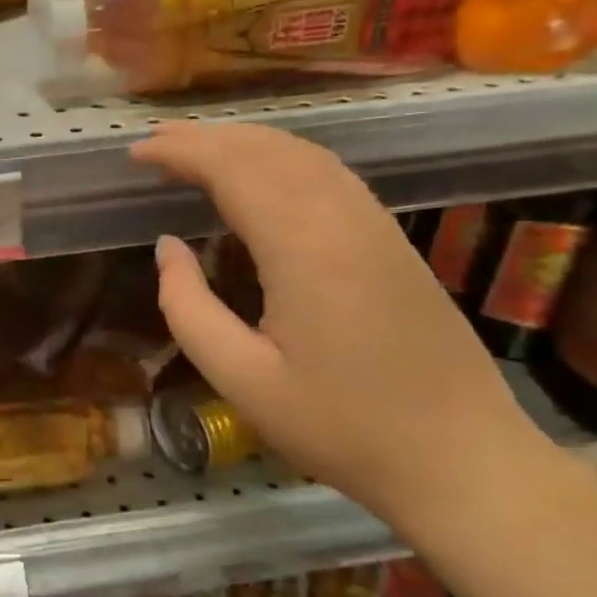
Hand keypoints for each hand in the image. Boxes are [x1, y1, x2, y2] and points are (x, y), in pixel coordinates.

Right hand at [131, 123, 552, 529]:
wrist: (460, 457)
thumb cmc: (340, 427)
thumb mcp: (241, 380)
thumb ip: (188, 308)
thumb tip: (167, 247)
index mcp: (304, 248)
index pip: (234, 170)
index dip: (182, 153)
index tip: (136, 154)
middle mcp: (343, 218)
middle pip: (269, 150)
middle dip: (207, 138)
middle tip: (155, 144)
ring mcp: (376, 225)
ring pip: (305, 155)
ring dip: (246, 142)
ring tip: (198, 149)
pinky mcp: (392, 240)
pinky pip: (330, 175)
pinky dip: (283, 159)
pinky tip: (263, 174)